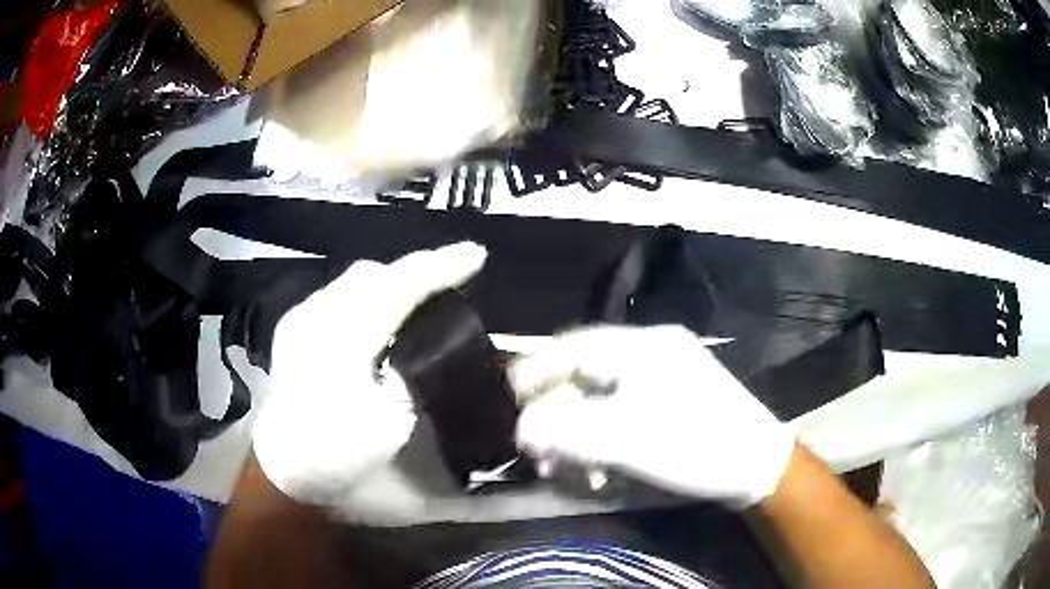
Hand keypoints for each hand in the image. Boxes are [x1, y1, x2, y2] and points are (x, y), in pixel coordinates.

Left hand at [252, 242, 486, 505]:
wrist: (284, 467)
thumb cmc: (335, 453)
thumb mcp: (387, 426)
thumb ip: (410, 377)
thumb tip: (427, 347)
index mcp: (338, 339)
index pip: (395, 286)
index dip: (438, 267)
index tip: (475, 255)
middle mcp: (316, 316)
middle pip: (373, 274)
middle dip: (415, 272)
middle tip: (451, 281)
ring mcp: (301, 319)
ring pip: (355, 282)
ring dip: (392, 283)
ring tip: (424, 296)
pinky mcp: (296, 328)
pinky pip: (341, 296)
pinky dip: (370, 298)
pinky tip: (383, 318)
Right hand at [510, 325, 795, 507]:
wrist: (758, 465)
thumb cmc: (697, 445)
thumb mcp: (628, 440)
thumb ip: (568, 431)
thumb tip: (523, 426)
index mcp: (642, 347)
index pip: (573, 348)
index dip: (536, 372)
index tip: (509, 399)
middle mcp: (651, 353)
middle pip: (585, 377)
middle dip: (558, 416)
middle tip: (541, 453)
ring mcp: (664, 377)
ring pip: (603, 399)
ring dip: (580, 433)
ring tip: (569, 470)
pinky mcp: (672, 402)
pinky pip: (623, 413)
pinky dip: (604, 439)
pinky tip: (600, 468)